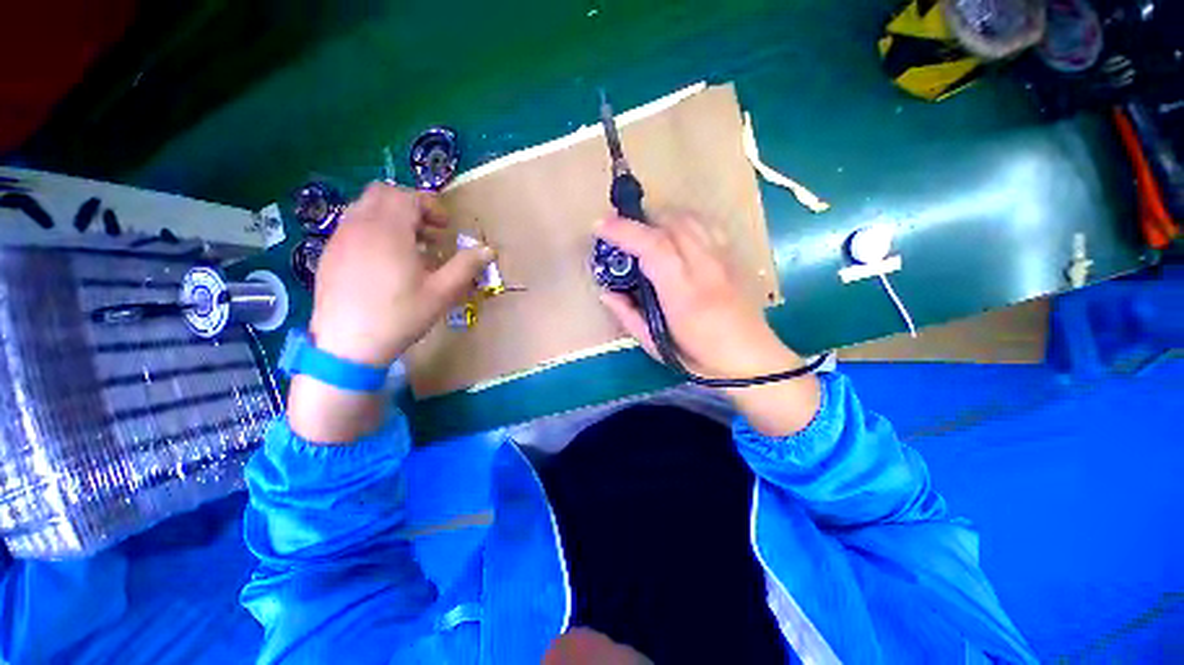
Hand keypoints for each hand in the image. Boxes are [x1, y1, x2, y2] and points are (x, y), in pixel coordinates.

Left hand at [309, 183, 493, 365]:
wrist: (348, 346)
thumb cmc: (401, 316)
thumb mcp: (442, 292)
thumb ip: (466, 266)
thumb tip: (488, 249)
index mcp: (388, 230)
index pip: (408, 197)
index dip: (431, 206)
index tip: (446, 227)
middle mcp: (359, 225)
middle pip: (383, 194)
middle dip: (410, 206)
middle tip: (429, 233)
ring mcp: (340, 239)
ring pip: (364, 208)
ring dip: (391, 217)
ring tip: (411, 248)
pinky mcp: (328, 254)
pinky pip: (352, 226)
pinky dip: (373, 230)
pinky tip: (385, 262)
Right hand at [595, 210, 796, 379]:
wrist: (753, 362)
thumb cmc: (700, 359)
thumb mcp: (656, 346)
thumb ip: (629, 316)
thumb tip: (605, 292)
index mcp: (684, 294)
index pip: (654, 247)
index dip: (624, 231)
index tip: (600, 226)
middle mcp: (706, 268)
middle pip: (672, 223)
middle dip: (639, 220)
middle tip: (618, 231)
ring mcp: (724, 259)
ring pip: (691, 218)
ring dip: (661, 218)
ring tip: (644, 231)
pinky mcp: (735, 257)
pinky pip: (707, 225)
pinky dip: (684, 221)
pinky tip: (675, 234)